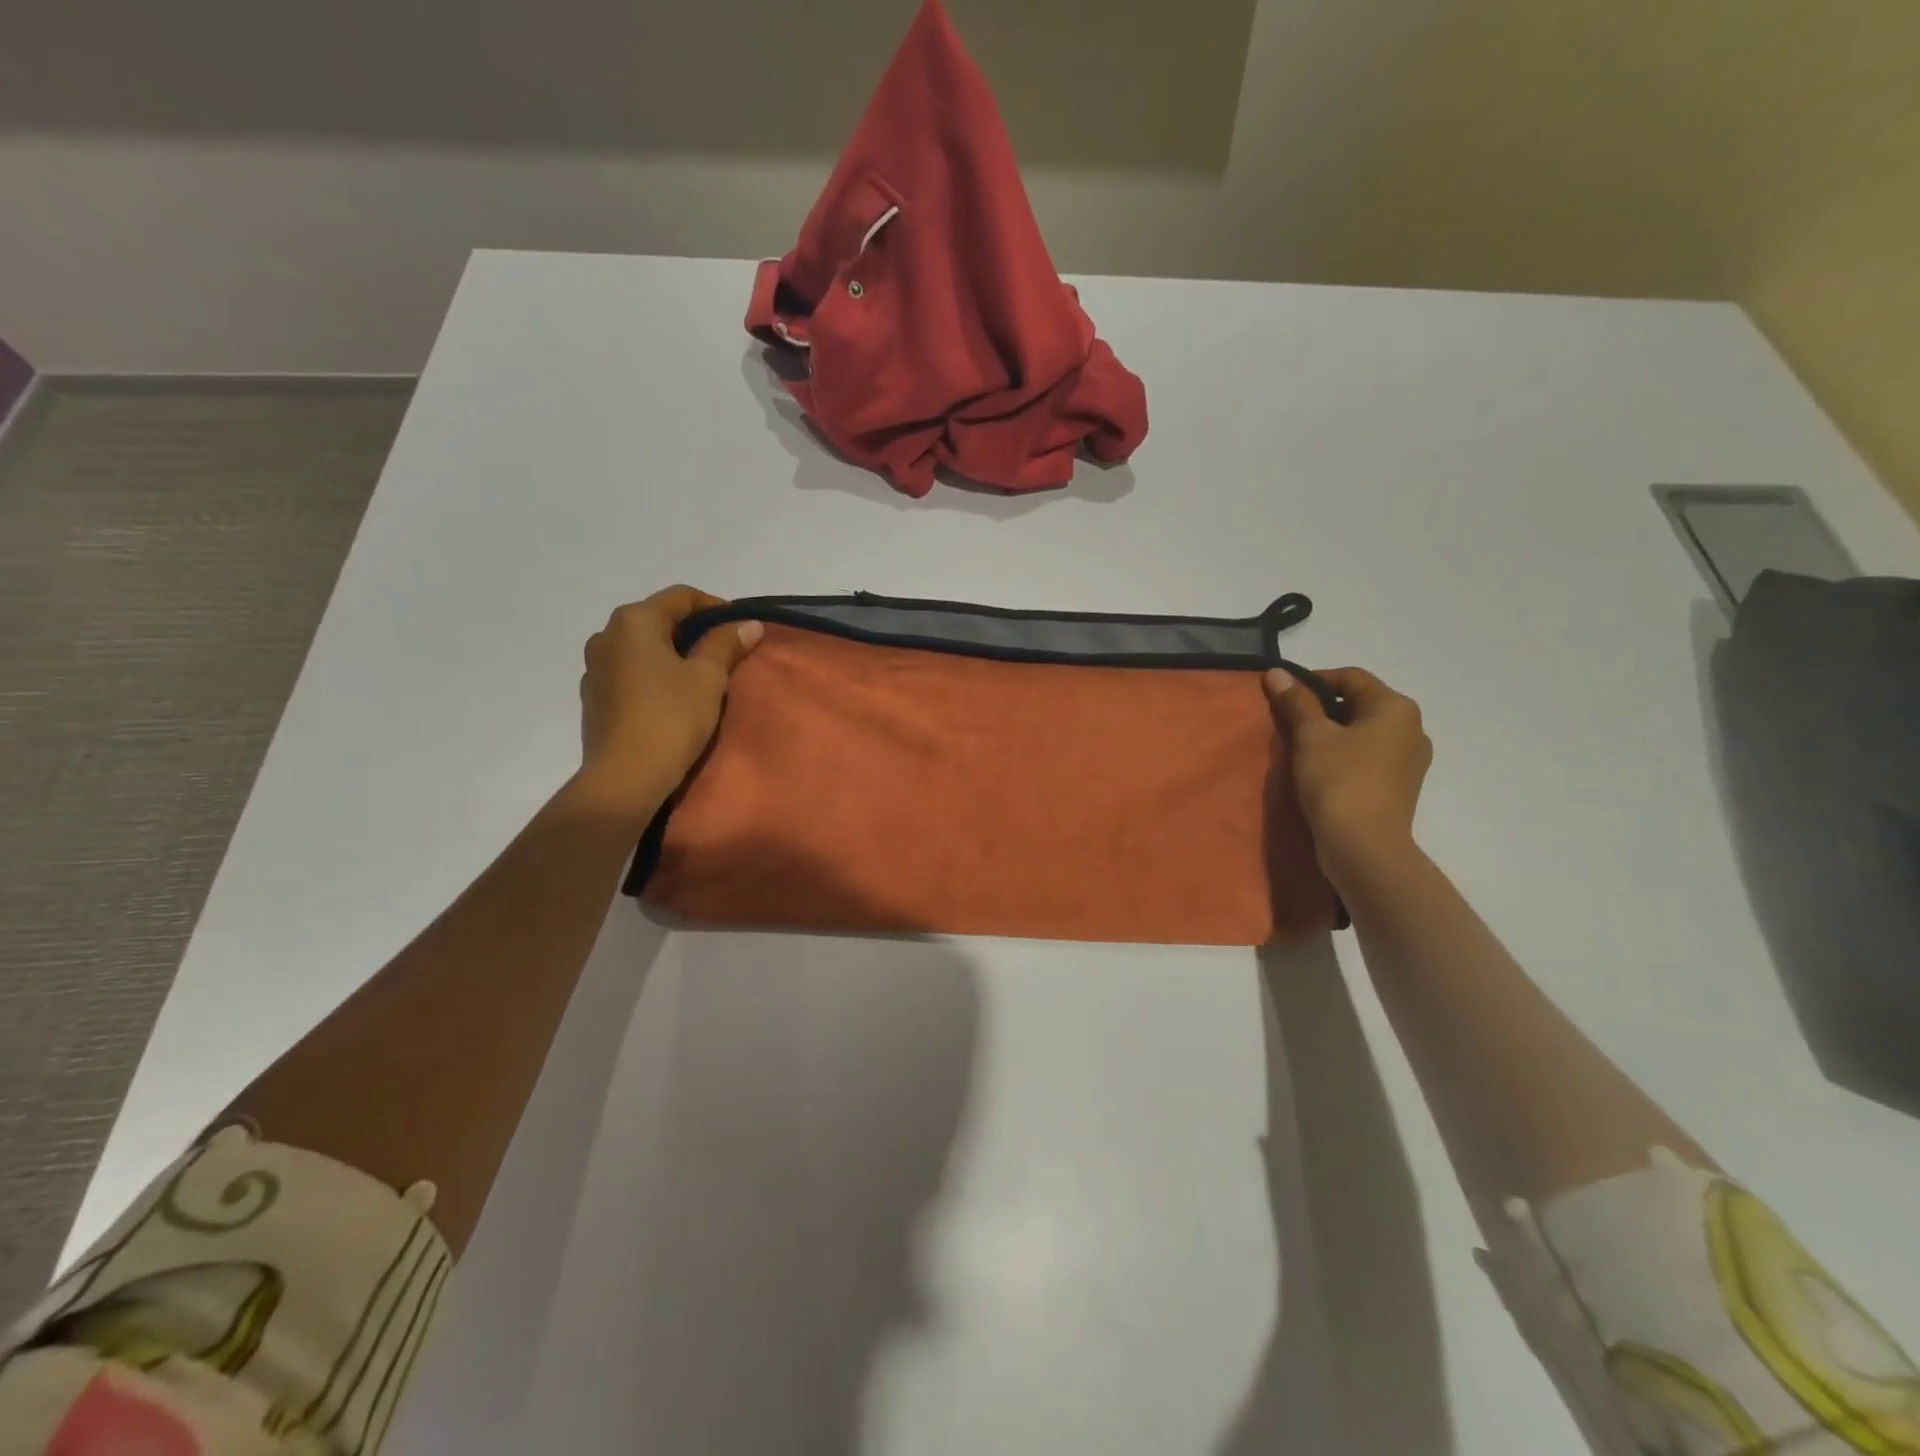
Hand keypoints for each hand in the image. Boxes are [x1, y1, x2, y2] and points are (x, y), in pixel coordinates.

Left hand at [575, 586, 761, 819]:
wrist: (624, 778)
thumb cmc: (670, 718)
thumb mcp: (707, 678)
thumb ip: (726, 644)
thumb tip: (748, 623)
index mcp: (634, 621)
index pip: (681, 597)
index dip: (716, 607)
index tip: (741, 628)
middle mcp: (606, 635)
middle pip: (659, 619)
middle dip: (694, 631)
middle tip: (726, 652)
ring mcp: (595, 668)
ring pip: (643, 648)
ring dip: (673, 654)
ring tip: (701, 677)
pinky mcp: (594, 697)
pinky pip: (631, 673)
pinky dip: (654, 675)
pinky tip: (673, 698)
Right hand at [1265, 666, 1430, 882]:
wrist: (1364, 847)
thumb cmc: (1339, 781)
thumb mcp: (1311, 736)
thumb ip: (1296, 701)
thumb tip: (1277, 672)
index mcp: (1396, 708)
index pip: (1350, 678)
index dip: (1312, 681)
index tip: (1282, 697)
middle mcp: (1412, 729)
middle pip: (1358, 704)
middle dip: (1321, 709)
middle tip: (1287, 724)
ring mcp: (1409, 761)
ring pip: (1362, 732)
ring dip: (1331, 734)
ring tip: (1300, 749)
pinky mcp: (1399, 787)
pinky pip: (1367, 758)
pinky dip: (1343, 756)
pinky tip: (1319, 771)